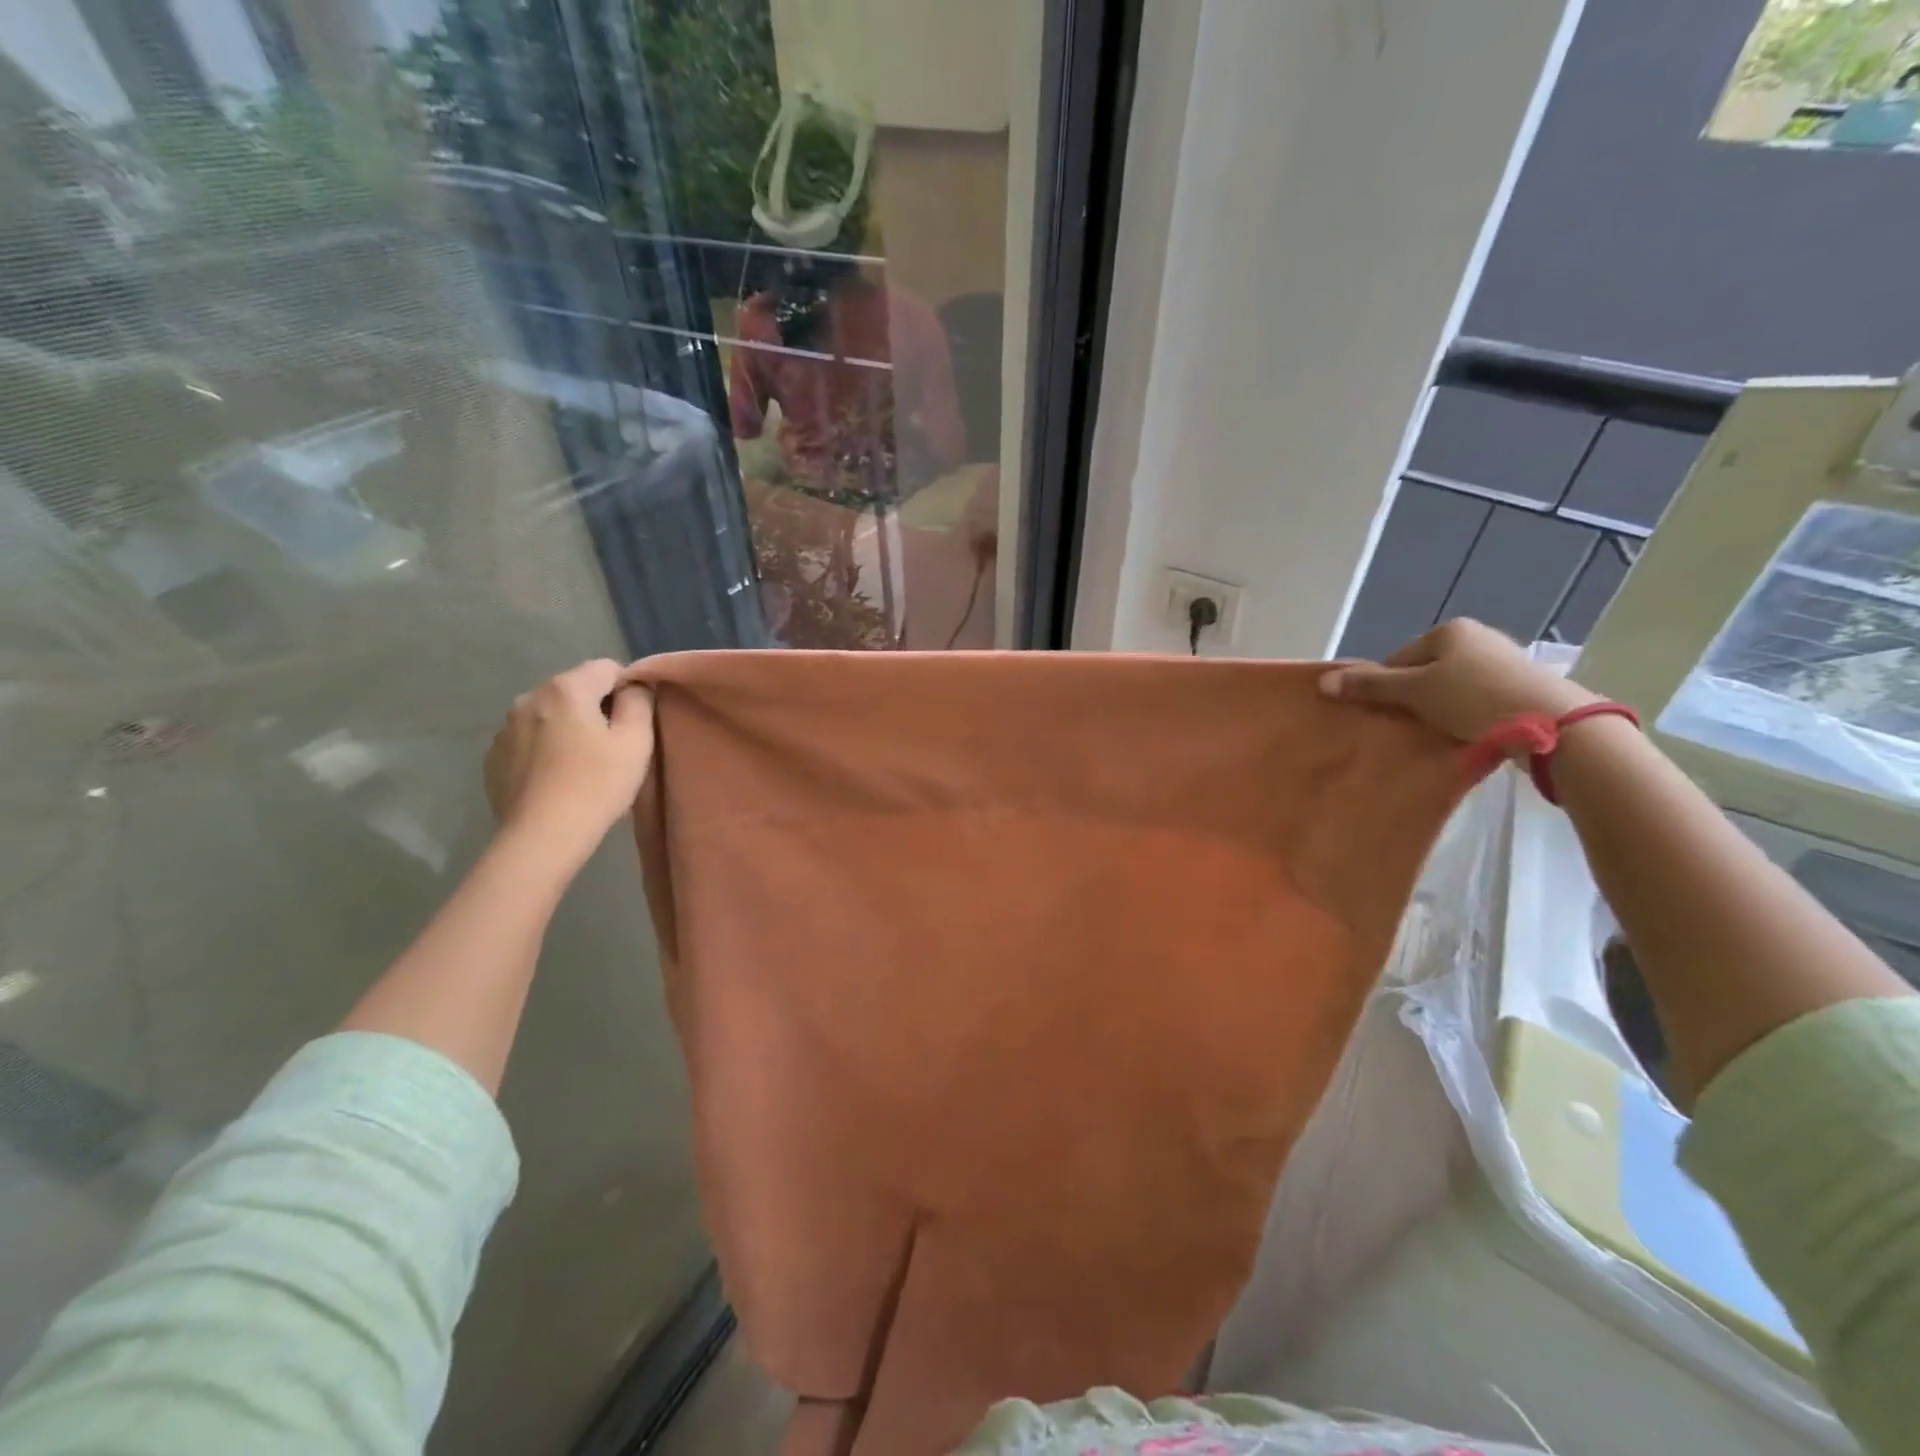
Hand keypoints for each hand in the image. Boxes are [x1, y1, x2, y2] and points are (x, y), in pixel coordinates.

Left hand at [483, 660, 654, 864]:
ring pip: (549, 715)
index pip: (606, 667)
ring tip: (582, 764)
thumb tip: (634, 686)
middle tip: (613, 745)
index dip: (627, 688)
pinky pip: (528, 740)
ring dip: (567, 728)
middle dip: (595, 708)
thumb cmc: (597, 784)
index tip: (636, 720)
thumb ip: (639, 702)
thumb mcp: (636, 741)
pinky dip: (545, 749)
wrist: (542, 837)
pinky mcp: (493, 757)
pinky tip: (557, 778)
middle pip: (574, 690)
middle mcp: (529, 697)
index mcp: (566, 688)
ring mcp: (504, 728)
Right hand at [1318, 619, 1597, 744]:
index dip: (1386, 687)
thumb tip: (1323, 682)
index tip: (1388, 714)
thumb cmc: (1474, 698)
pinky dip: (1466, 715)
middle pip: (1424, 672)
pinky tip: (1466, 733)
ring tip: (1437, 733)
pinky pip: (1477, 699)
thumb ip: (1369, 686)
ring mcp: (1504, 661)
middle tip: (1409, 726)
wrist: (1554, 725)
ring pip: (1451, 687)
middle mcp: (1478, 637)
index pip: (1398, 659)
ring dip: (1439, 709)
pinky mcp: (1522, 687)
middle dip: (1413, 698)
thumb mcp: (1414, 692)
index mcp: (1449, 630)